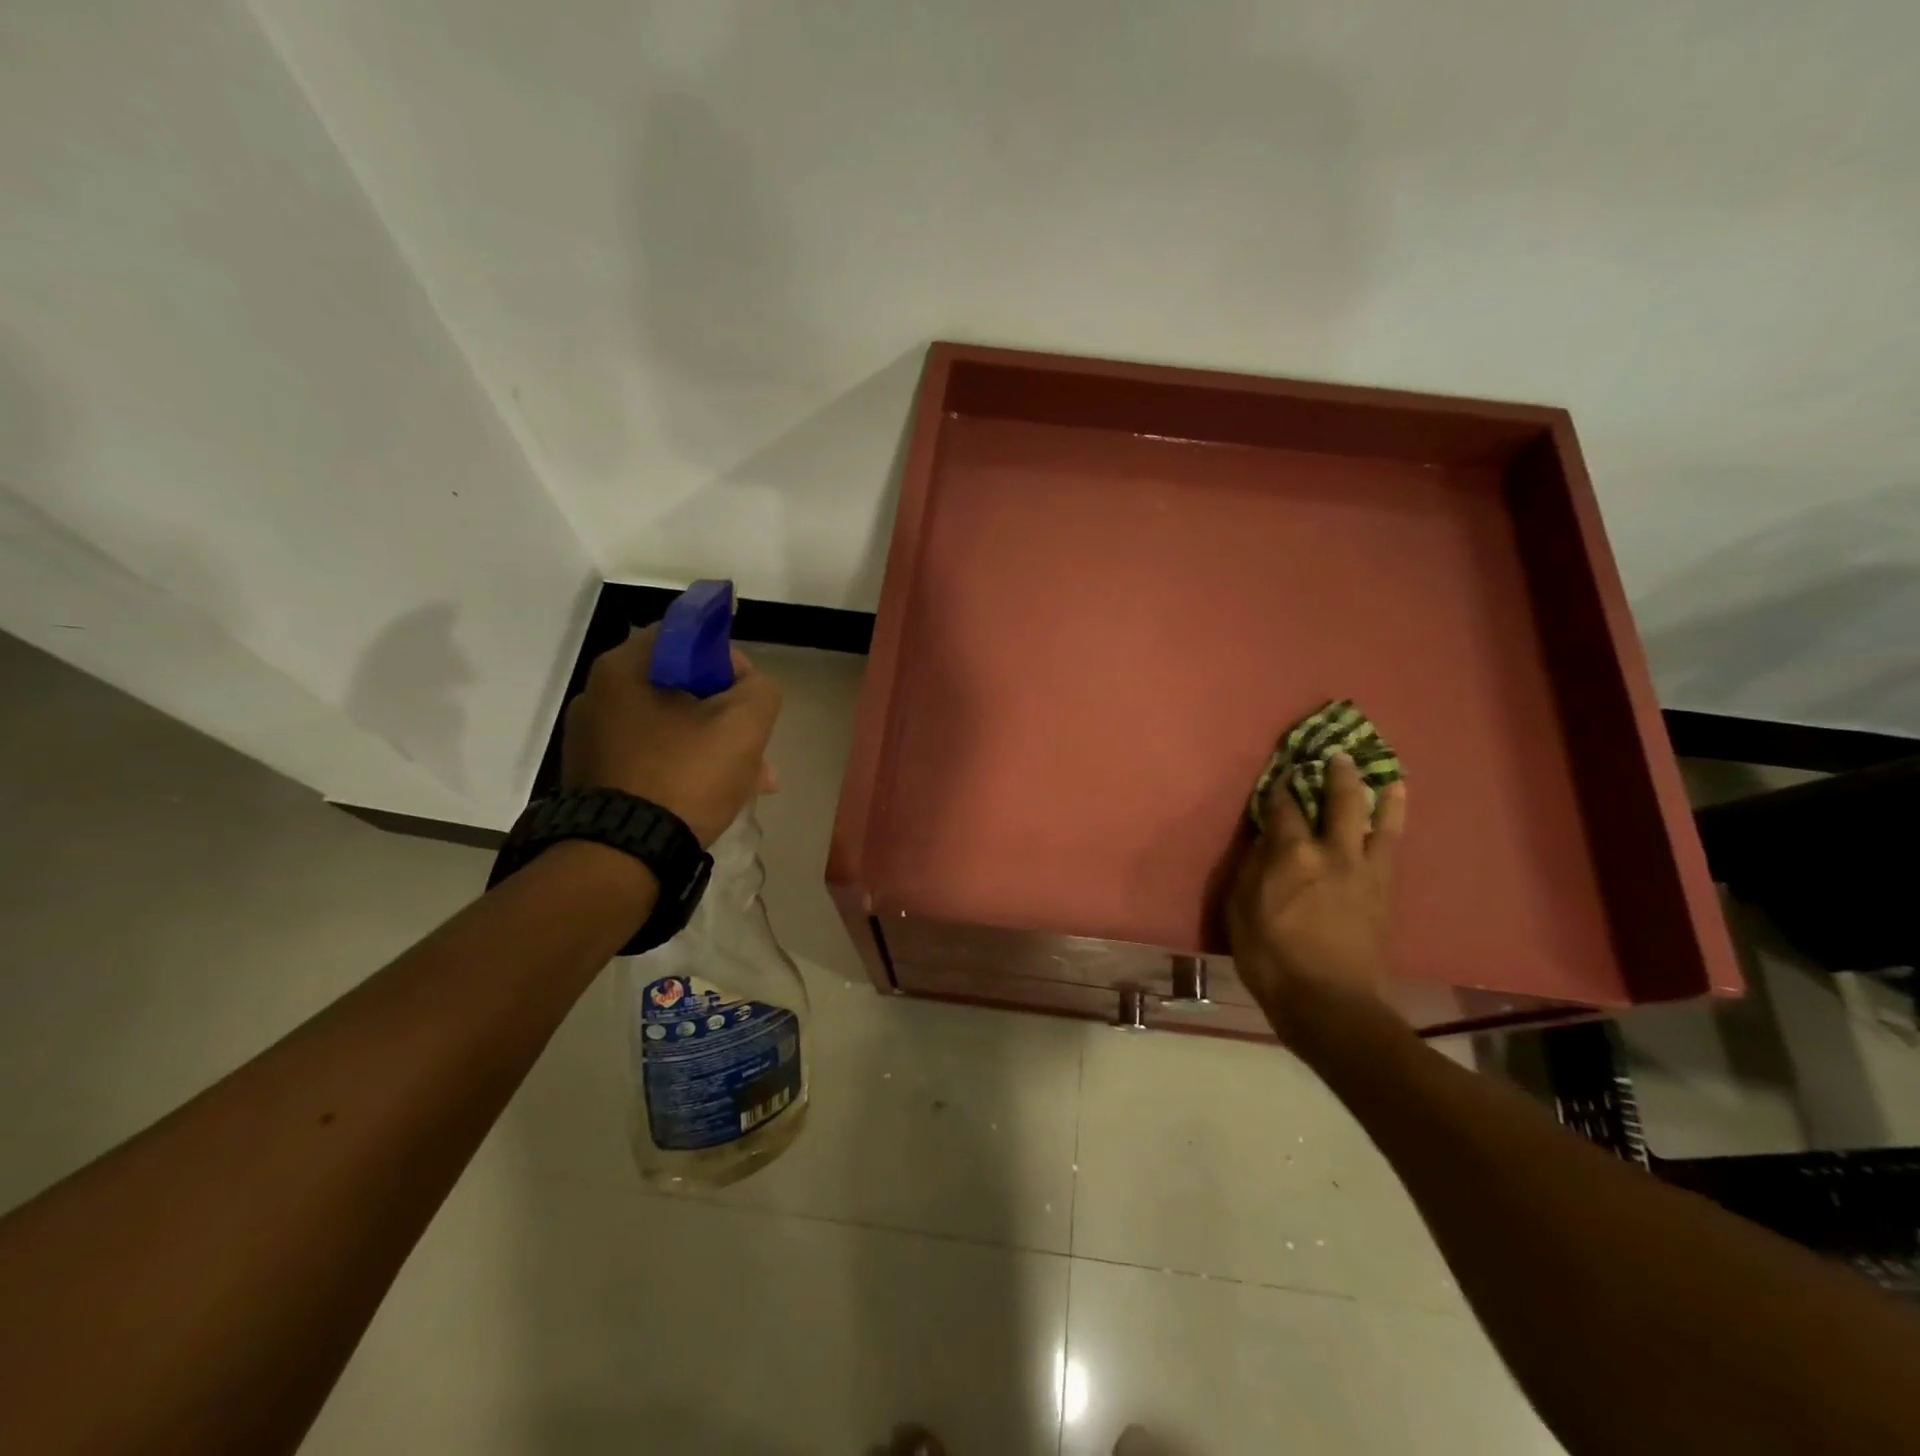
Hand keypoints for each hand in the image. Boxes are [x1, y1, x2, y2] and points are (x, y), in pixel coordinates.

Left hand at [561, 625, 782, 845]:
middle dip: (727, 712)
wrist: (623, 856)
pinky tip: (712, 794)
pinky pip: (651, 755)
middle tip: (757, 746)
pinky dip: (684, 765)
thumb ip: (760, 689)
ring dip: (713, 744)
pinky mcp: (593, 775)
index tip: (750, 693)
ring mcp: (591, 737)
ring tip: (750, 782)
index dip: (729, 658)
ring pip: (671, 725)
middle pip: (682, 685)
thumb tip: (748, 688)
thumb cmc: (685, 776)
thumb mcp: (745, 723)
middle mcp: (599, 692)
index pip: (688, 634)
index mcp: (626, 666)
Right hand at [1227, 752, 1406, 1041]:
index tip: (1281, 774)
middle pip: (1338, 802)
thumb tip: (1263, 840)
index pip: (1284, 808)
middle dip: (1335, 775)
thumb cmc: (1271, 957)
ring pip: (1375, 820)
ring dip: (1378, 792)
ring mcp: (1364, 870)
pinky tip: (1394, 810)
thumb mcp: (1240, 911)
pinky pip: (1391, 846)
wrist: (1329, 1003)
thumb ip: (1252, 868)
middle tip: (1335, 756)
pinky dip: (1393, 822)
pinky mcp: (1383, 891)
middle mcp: (1332, 852)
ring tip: (1384, 771)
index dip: (1281, 788)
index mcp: (1292, 855)